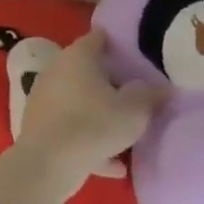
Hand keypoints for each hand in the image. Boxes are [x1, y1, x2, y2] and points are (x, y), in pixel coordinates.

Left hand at [16, 31, 162, 187]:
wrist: (46, 166)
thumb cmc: (93, 125)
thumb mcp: (134, 111)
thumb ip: (151, 95)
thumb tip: (164, 88)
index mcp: (79, 56)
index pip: (100, 38)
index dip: (120, 45)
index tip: (139, 57)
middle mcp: (58, 70)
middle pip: (89, 70)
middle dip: (112, 82)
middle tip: (137, 94)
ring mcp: (45, 99)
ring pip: (80, 102)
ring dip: (100, 114)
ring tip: (126, 131)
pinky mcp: (39, 128)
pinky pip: (72, 129)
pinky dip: (90, 142)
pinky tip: (114, 165)